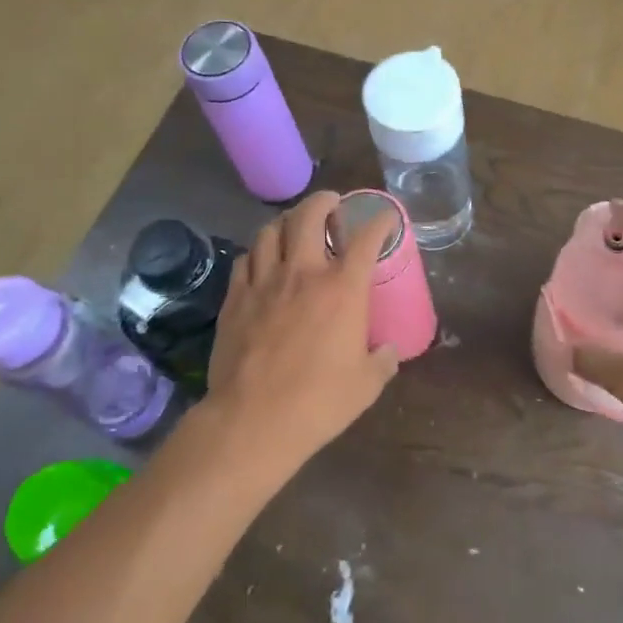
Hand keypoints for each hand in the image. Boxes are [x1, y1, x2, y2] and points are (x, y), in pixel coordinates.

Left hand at [203, 191, 398, 469]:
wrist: (253, 420)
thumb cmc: (319, 402)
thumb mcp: (366, 384)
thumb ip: (382, 361)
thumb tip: (388, 351)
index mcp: (342, 289)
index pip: (366, 238)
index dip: (380, 221)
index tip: (386, 217)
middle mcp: (303, 273)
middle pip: (308, 216)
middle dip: (323, 201)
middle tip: (331, 204)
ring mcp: (263, 283)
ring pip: (270, 231)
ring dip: (286, 222)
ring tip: (293, 227)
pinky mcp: (234, 299)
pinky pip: (244, 260)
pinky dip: (258, 253)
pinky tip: (262, 262)